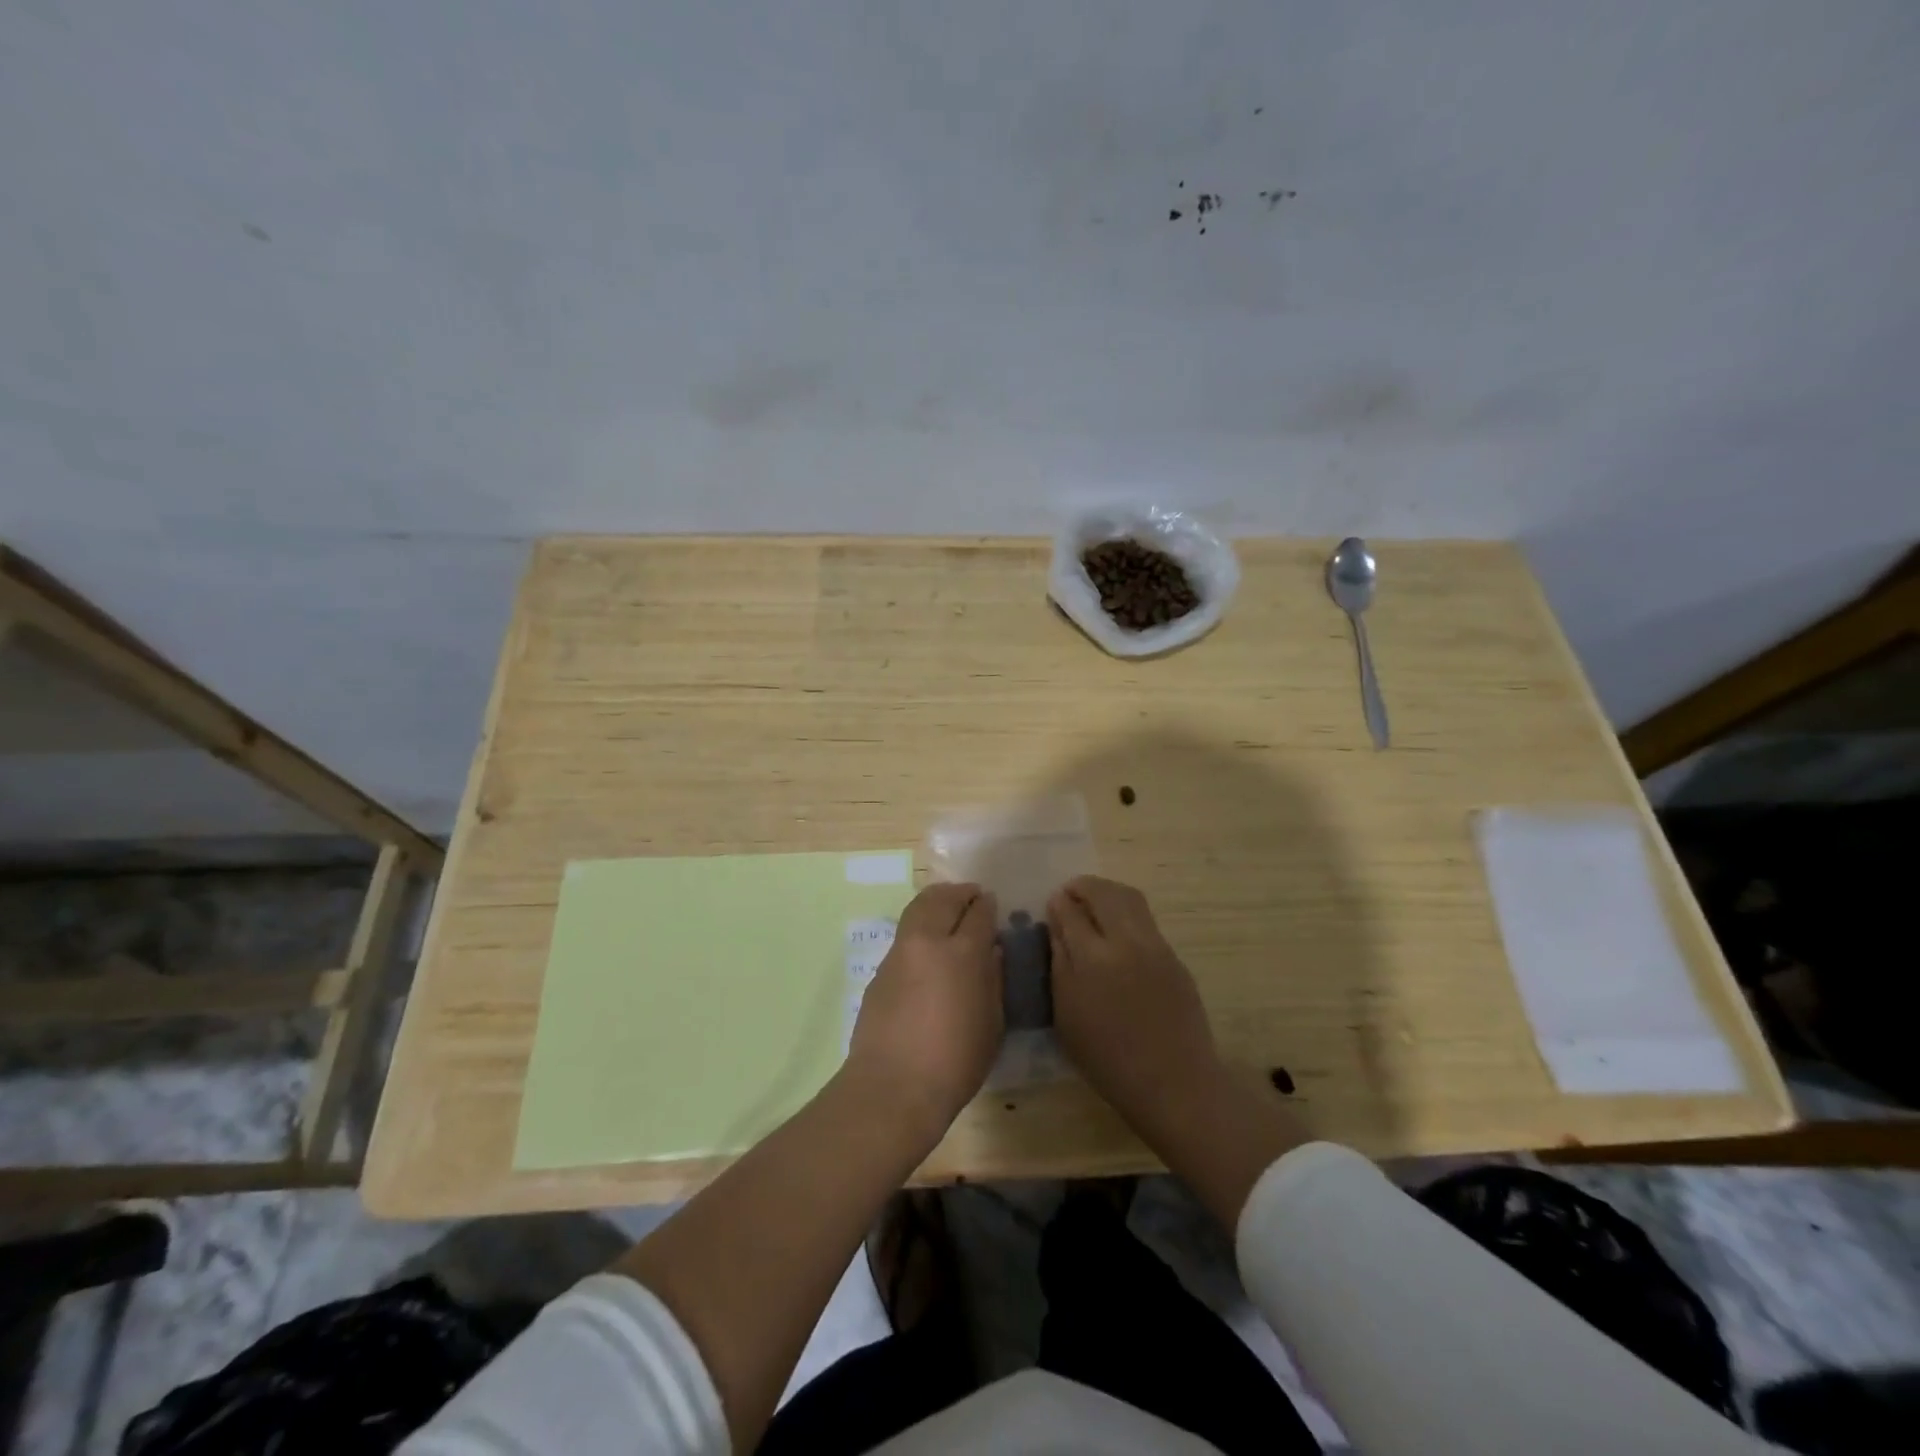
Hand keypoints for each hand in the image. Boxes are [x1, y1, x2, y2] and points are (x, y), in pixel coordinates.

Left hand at [847, 882, 1002, 1129]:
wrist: (893, 1085)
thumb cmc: (955, 1061)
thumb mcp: (992, 1024)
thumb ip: (993, 981)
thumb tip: (991, 953)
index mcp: (964, 952)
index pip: (979, 913)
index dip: (988, 906)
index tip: (992, 904)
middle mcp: (929, 941)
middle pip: (944, 899)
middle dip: (961, 893)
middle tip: (972, 896)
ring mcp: (900, 952)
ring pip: (918, 908)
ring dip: (936, 901)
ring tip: (948, 908)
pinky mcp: (880, 969)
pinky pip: (904, 933)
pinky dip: (919, 925)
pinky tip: (927, 944)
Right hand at [1047, 875, 1221, 1129]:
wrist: (1173, 1082)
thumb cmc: (1108, 1058)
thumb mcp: (1067, 1014)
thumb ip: (1059, 964)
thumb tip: (1056, 927)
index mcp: (1092, 958)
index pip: (1070, 912)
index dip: (1059, 903)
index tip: (1052, 903)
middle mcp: (1125, 941)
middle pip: (1102, 893)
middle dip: (1082, 887)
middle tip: (1070, 894)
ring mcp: (1154, 945)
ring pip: (1129, 897)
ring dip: (1106, 892)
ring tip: (1093, 902)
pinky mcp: (1173, 955)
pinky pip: (1145, 918)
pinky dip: (1126, 910)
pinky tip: (1117, 928)